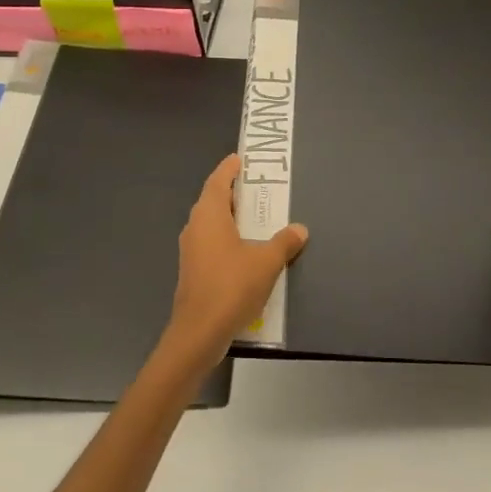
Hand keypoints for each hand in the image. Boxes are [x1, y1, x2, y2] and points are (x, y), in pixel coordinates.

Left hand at [168, 154, 307, 366]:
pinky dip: (227, 237)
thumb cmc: (231, 287)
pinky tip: (245, 249)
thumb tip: (299, 229)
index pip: (218, 182)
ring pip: (210, 223)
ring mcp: (191, 250)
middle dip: (232, 191)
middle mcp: (196, 227)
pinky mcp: (193, 270)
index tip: (240, 159)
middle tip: (255, 186)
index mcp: (209, 216)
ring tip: (254, 216)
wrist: (199, 332)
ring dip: (230, 216)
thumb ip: (283, 243)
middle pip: (212, 200)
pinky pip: (211, 242)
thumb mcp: (266, 263)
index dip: (228, 169)